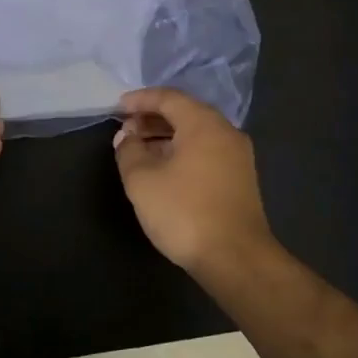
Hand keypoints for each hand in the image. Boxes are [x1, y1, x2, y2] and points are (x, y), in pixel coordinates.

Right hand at [114, 88, 275, 277]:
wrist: (236, 259)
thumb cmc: (184, 212)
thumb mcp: (142, 180)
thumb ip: (129, 151)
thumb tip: (127, 137)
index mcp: (204, 124)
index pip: (168, 98)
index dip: (140, 100)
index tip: (117, 108)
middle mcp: (225, 133)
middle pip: (185, 113)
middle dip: (152, 118)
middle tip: (125, 130)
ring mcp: (237, 157)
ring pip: (196, 134)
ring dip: (166, 136)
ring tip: (138, 150)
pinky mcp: (240, 179)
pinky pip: (206, 151)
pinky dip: (181, 151)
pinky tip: (162, 168)